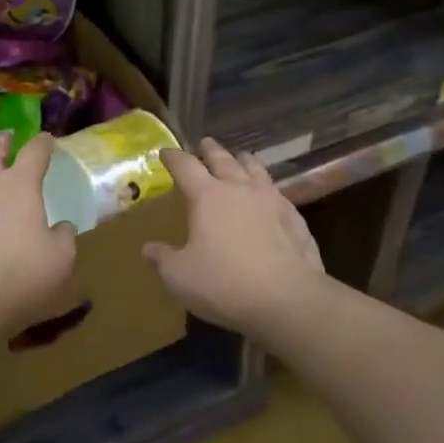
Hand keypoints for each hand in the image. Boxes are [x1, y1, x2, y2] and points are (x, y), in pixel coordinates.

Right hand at [142, 138, 327, 334]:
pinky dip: (268, 188)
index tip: (166, 152)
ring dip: (244, 161)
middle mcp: (239, 189)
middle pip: (223, 159)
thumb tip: (148, 249)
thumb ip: (163, 259)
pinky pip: (278, 193)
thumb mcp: (180, 277)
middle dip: (210, 150)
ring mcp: (271, 200)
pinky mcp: (295, 218)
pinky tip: (270, 197)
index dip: (174, 157)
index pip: (185, 166)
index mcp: (207, 197)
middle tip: (204, 143)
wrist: (288, 299)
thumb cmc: (225, 284)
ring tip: (240, 157)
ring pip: (255, 169)